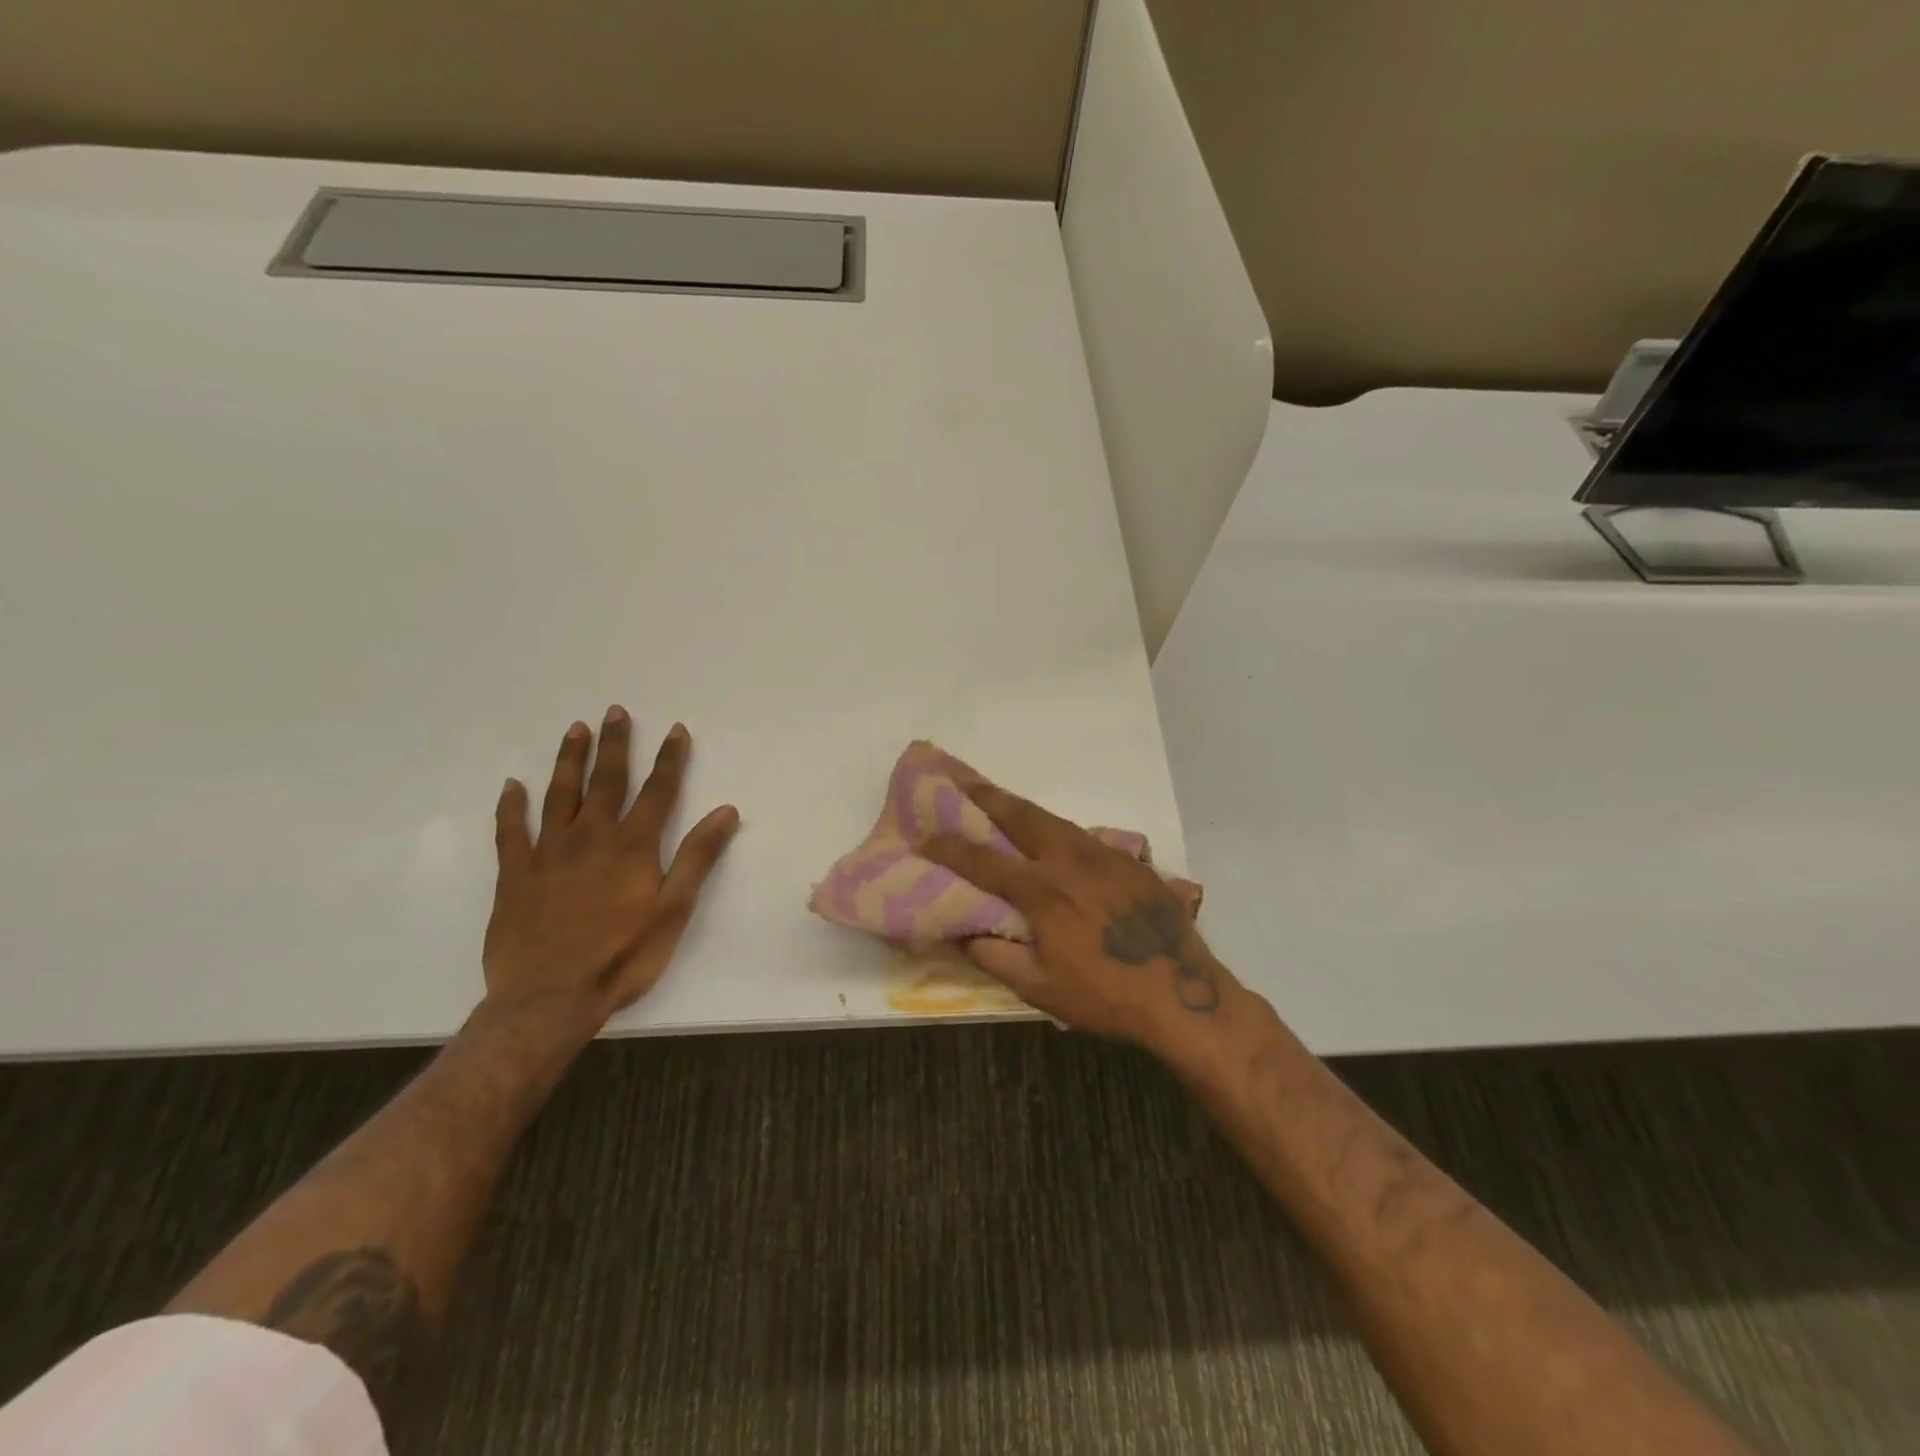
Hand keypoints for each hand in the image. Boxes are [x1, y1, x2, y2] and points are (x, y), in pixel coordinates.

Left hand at [483, 708, 739, 1030]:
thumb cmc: (622, 956)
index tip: (677, 730)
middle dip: (615, 745)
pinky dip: (511, 806)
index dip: (670, 759)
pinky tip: (512, 786)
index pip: (658, 791)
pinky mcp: (514, 874)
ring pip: (559, 795)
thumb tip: (726, 811)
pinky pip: (511, 831)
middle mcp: (591, 837)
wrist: (548, 999)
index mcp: (632, 846)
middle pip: (606, 781)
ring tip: (574, 729)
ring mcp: (548, 853)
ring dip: (568, 760)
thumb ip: (698, 857)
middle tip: (615, 711)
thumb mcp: (674, 910)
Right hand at [921, 771, 1228, 1058]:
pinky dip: (1057, 830)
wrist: (1183, 993)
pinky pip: (1084, 836)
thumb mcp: (1041, 989)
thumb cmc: (1106, 996)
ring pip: (1054, 820)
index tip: (925, 838)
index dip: (949, 849)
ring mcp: (1104, 856)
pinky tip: (1053, 837)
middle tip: (961, 779)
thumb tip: (958, 933)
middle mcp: (1070, 861)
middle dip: (987, 796)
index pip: (983, 861)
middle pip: (1021, 816)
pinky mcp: (1130, 862)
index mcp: (1043, 891)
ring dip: (1022, 808)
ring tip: (1000, 799)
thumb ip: (994, 957)